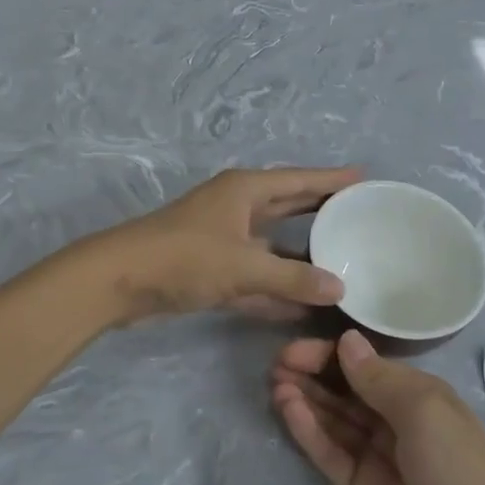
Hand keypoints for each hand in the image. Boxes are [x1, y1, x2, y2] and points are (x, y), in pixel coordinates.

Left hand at [88, 167, 360, 323]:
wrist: (119, 281)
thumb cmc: (184, 257)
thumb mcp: (244, 266)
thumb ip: (293, 278)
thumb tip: (340, 288)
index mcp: (245, 191)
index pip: (299, 180)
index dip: (332, 180)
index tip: (365, 179)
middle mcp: (236, 209)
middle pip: (288, 207)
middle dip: (321, 211)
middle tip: (360, 216)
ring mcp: (223, 240)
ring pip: (273, 246)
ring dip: (301, 256)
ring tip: (342, 262)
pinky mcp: (211, 270)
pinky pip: (256, 276)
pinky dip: (277, 288)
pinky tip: (305, 305)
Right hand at [271, 330, 484, 484]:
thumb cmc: (459, 467)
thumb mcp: (423, 410)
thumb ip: (378, 378)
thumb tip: (346, 340)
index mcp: (416, 395)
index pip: (364, 366)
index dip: (329, 355)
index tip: (295, 349)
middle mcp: (393, 420)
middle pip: (344, 391)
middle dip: (312, 375)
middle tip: (276, 365)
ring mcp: (375, 456)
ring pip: (332, 420)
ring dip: (305, 400)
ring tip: (275, 385)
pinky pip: (329, 453)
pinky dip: (308, 432)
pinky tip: (288, 410)